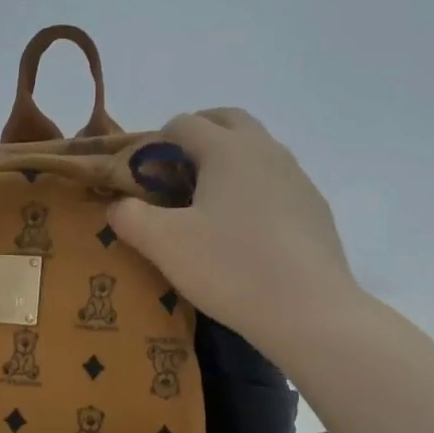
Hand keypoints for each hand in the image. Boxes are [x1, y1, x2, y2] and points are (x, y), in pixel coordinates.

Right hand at [106, 110, 359, 368]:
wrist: (309, 311)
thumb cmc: (231, 268)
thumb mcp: (164, 244)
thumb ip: (130, 217)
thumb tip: (119, 205)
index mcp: (228, 149)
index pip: (184, 123)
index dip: (156, 144)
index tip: (143, 179)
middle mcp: (266, 151)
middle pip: (227, 121)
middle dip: (197, 136)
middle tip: (175, 174)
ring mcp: (297, 178)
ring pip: (256, 150)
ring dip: (228, 162)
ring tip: (208, 204)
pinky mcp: (315, 209)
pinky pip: (277, 182)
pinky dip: (254, 190)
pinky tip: (245, 233)